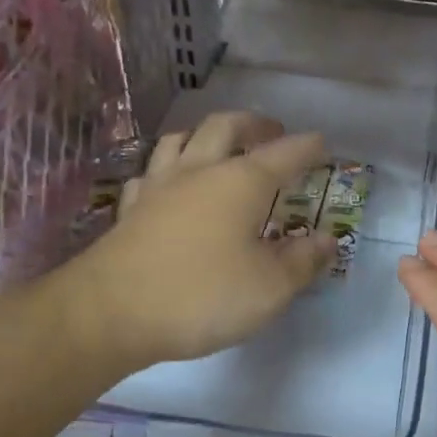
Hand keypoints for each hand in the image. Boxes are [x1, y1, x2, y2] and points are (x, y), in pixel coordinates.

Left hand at [73, 113, 333, 373]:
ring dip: (205, 134)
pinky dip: (169, 168)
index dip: (306, 147)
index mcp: (241, 182)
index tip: (322, 144)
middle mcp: (200, 171)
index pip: (284, 154)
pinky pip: (151, 172)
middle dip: (253, 124)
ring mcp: (159, 186)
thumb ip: (303, 261)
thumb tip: (328, 240)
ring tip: (219, 144)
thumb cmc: (201, 295)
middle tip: (270, 132)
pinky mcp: (130, 209)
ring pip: (181, 139)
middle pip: (225, 126)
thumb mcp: (269, 287)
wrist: (109, 313)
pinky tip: (171, 183)